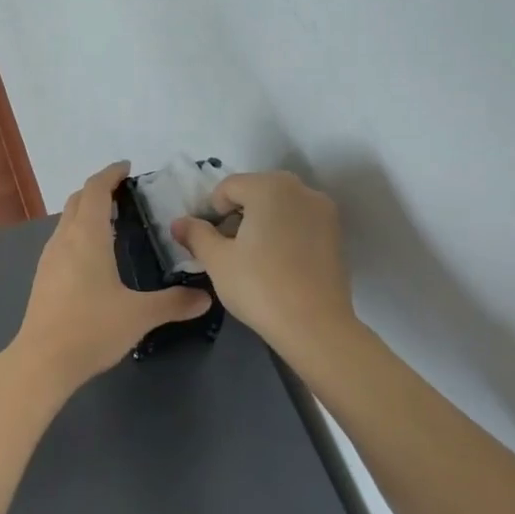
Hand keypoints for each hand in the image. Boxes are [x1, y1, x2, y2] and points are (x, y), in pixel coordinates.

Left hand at [14, 163, 212, 386]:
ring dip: (86, 211)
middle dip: (98, 190)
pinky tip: (94, 255)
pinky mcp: (44, 276)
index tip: (127, 168)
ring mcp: (49, 258)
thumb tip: (205, 298)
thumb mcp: (139, 315)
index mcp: (86, 236)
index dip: (110, 174)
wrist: (43, 360)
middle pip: (77, 200)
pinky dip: (78, 232)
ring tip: (112, 221)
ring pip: (67, 220)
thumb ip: (174, 303)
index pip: (95, 189)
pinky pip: (62, 240)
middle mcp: (64, 239)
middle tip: (125, 194)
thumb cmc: (92, 328)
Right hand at [172, 170, 354, 359]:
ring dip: (261, 222)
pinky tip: (277, 263)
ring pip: (279, 206)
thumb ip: (195, 235)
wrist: (315, 326)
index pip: (228, 187)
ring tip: (253, 258)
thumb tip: (178, 222)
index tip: (211, 242)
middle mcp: (301, 189)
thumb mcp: (216, 260)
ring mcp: (323, 211)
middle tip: (229, 249)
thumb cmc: (259, 286)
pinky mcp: (336, 233)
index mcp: (269, 187)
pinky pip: (299, 221)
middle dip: (238, 214)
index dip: (212, 212)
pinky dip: (284, 232)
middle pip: (256, 191)